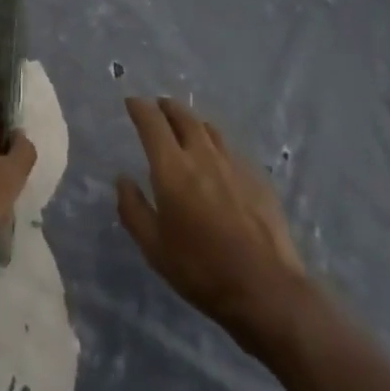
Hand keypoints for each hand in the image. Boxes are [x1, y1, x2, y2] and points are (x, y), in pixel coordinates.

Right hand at [117, 97, 312, 350]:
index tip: (132, 102)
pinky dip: (216, 145)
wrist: (266, 288)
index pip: (152, 123)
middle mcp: (203, 155)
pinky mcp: (257, 177)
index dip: (140, 108)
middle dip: (167, 107)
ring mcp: (234, 164)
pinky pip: (230, 149)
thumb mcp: (154, 248)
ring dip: (192, 122)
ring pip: (209, 129)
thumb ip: (134, 210)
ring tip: (186, 127)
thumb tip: (123, 180)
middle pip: (183, 116)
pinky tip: (217, 160)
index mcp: (173, 168)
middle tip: (158, 107)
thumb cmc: (201, 270)